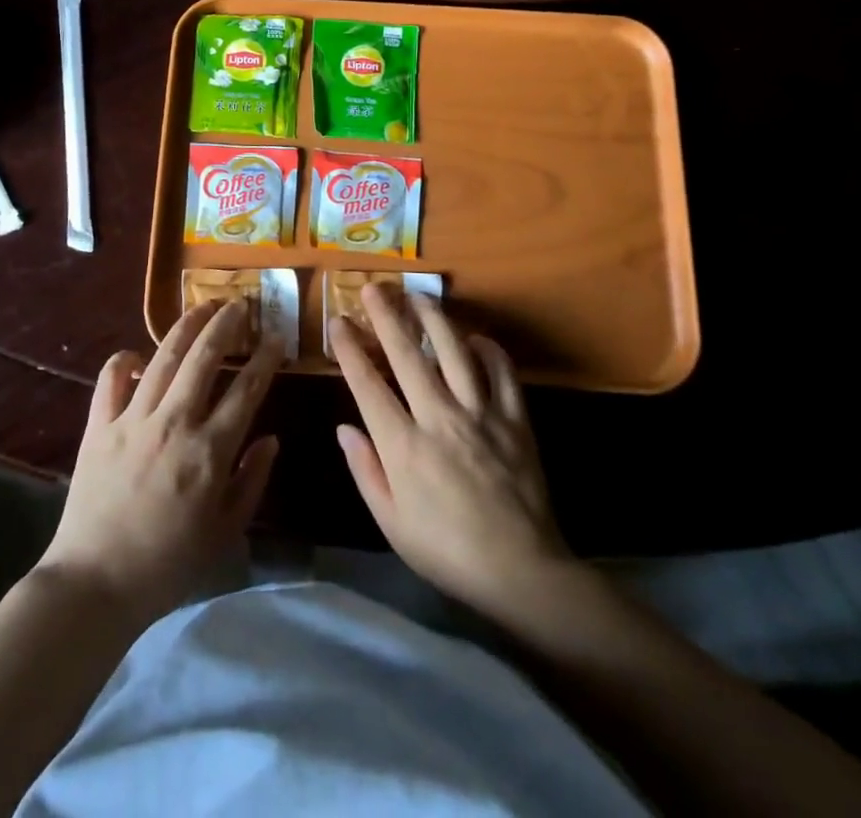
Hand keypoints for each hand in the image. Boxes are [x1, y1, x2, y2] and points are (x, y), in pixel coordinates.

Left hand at [37, 300, 281, 626]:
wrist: (95, 584)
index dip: (264, 359)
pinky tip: (137, 355)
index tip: (276, 338)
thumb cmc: (168, 564)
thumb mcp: (225, 532)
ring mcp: (132, 420)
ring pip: (163, 357)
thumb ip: (252, 481)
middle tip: (240, 303)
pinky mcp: (98, 426)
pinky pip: (110, 378)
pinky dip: (123, 360)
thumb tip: (270, 438)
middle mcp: (173, 423)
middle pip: (203, 357)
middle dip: (226, 324)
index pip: (245, 390)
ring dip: (186, 326)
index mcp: (209, 451)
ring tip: (202, 306)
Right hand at [331, 286, 569, 618]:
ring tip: (418, 294)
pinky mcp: (515, 419)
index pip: (368, 385)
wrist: (522, 573)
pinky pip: (503, 372)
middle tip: (372, 287)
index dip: (350, 350)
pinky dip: (489, 349)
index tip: (338, 322)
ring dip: (433, 318)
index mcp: (404, 446)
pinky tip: (475, 337)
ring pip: (454, 351)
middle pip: (407, 355)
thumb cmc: (447, 552)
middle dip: (386, 317)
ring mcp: (481, 414)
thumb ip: (366, 471)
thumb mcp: (392, 524)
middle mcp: (439, 418)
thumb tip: (345, 427)